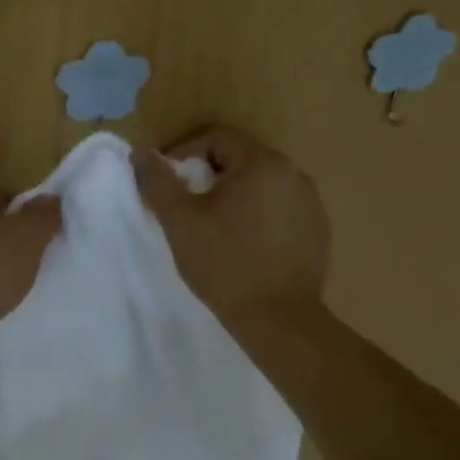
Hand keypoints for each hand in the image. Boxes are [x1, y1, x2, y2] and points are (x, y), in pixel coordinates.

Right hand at [133, 128, 329, 322]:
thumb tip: (141, 152)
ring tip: (212, 227)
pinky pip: (279, 208)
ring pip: (260, 185)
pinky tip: (243, 244)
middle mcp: (294, 174)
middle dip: (207, 177)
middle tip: (185, 207)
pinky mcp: (318, 230)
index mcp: (263, 163)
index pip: (216, 139)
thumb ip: (158, 181)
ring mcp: (311, 203)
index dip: (184, 154)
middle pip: (239, 159)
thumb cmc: (224, 263)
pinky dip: (257, 215)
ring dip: (233, 196)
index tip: (167, 184)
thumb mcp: (180, 220)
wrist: (279, 320)